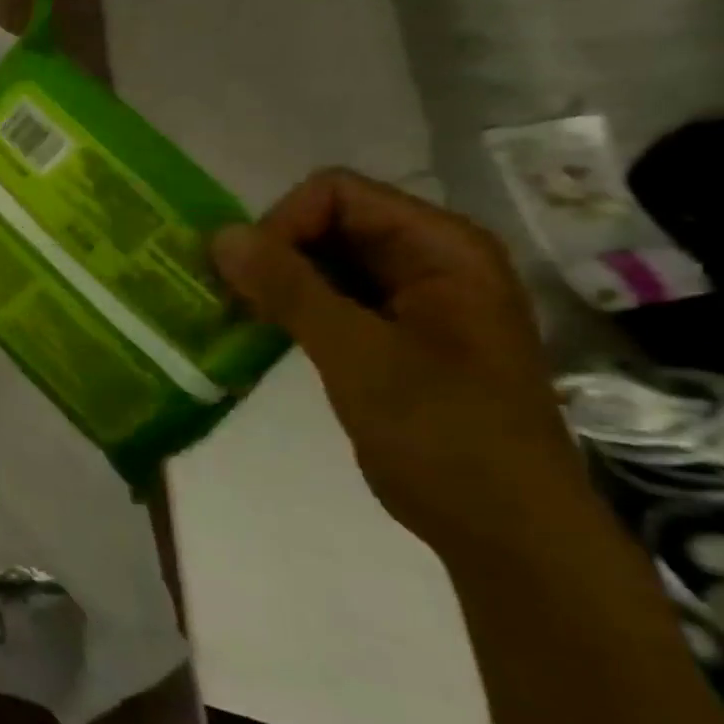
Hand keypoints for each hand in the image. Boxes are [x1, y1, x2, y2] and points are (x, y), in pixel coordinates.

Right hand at [210, 169, 591, 566]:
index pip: (336, 194)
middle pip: (325, 221)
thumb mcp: (360, 355)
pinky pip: (326, 298)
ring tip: (236, 316)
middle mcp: (427, 260)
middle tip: (232, 299)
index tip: (251, 279)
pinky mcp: (388, 334)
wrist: (504, 529)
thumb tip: (219, 235)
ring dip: (273, 281)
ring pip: (320, 260)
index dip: (284, 224)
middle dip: (272, 252)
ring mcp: (409, 299)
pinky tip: (256, 332)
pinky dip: (286, 307)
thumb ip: (290, 289)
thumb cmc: (445, 435)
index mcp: (441, 248)